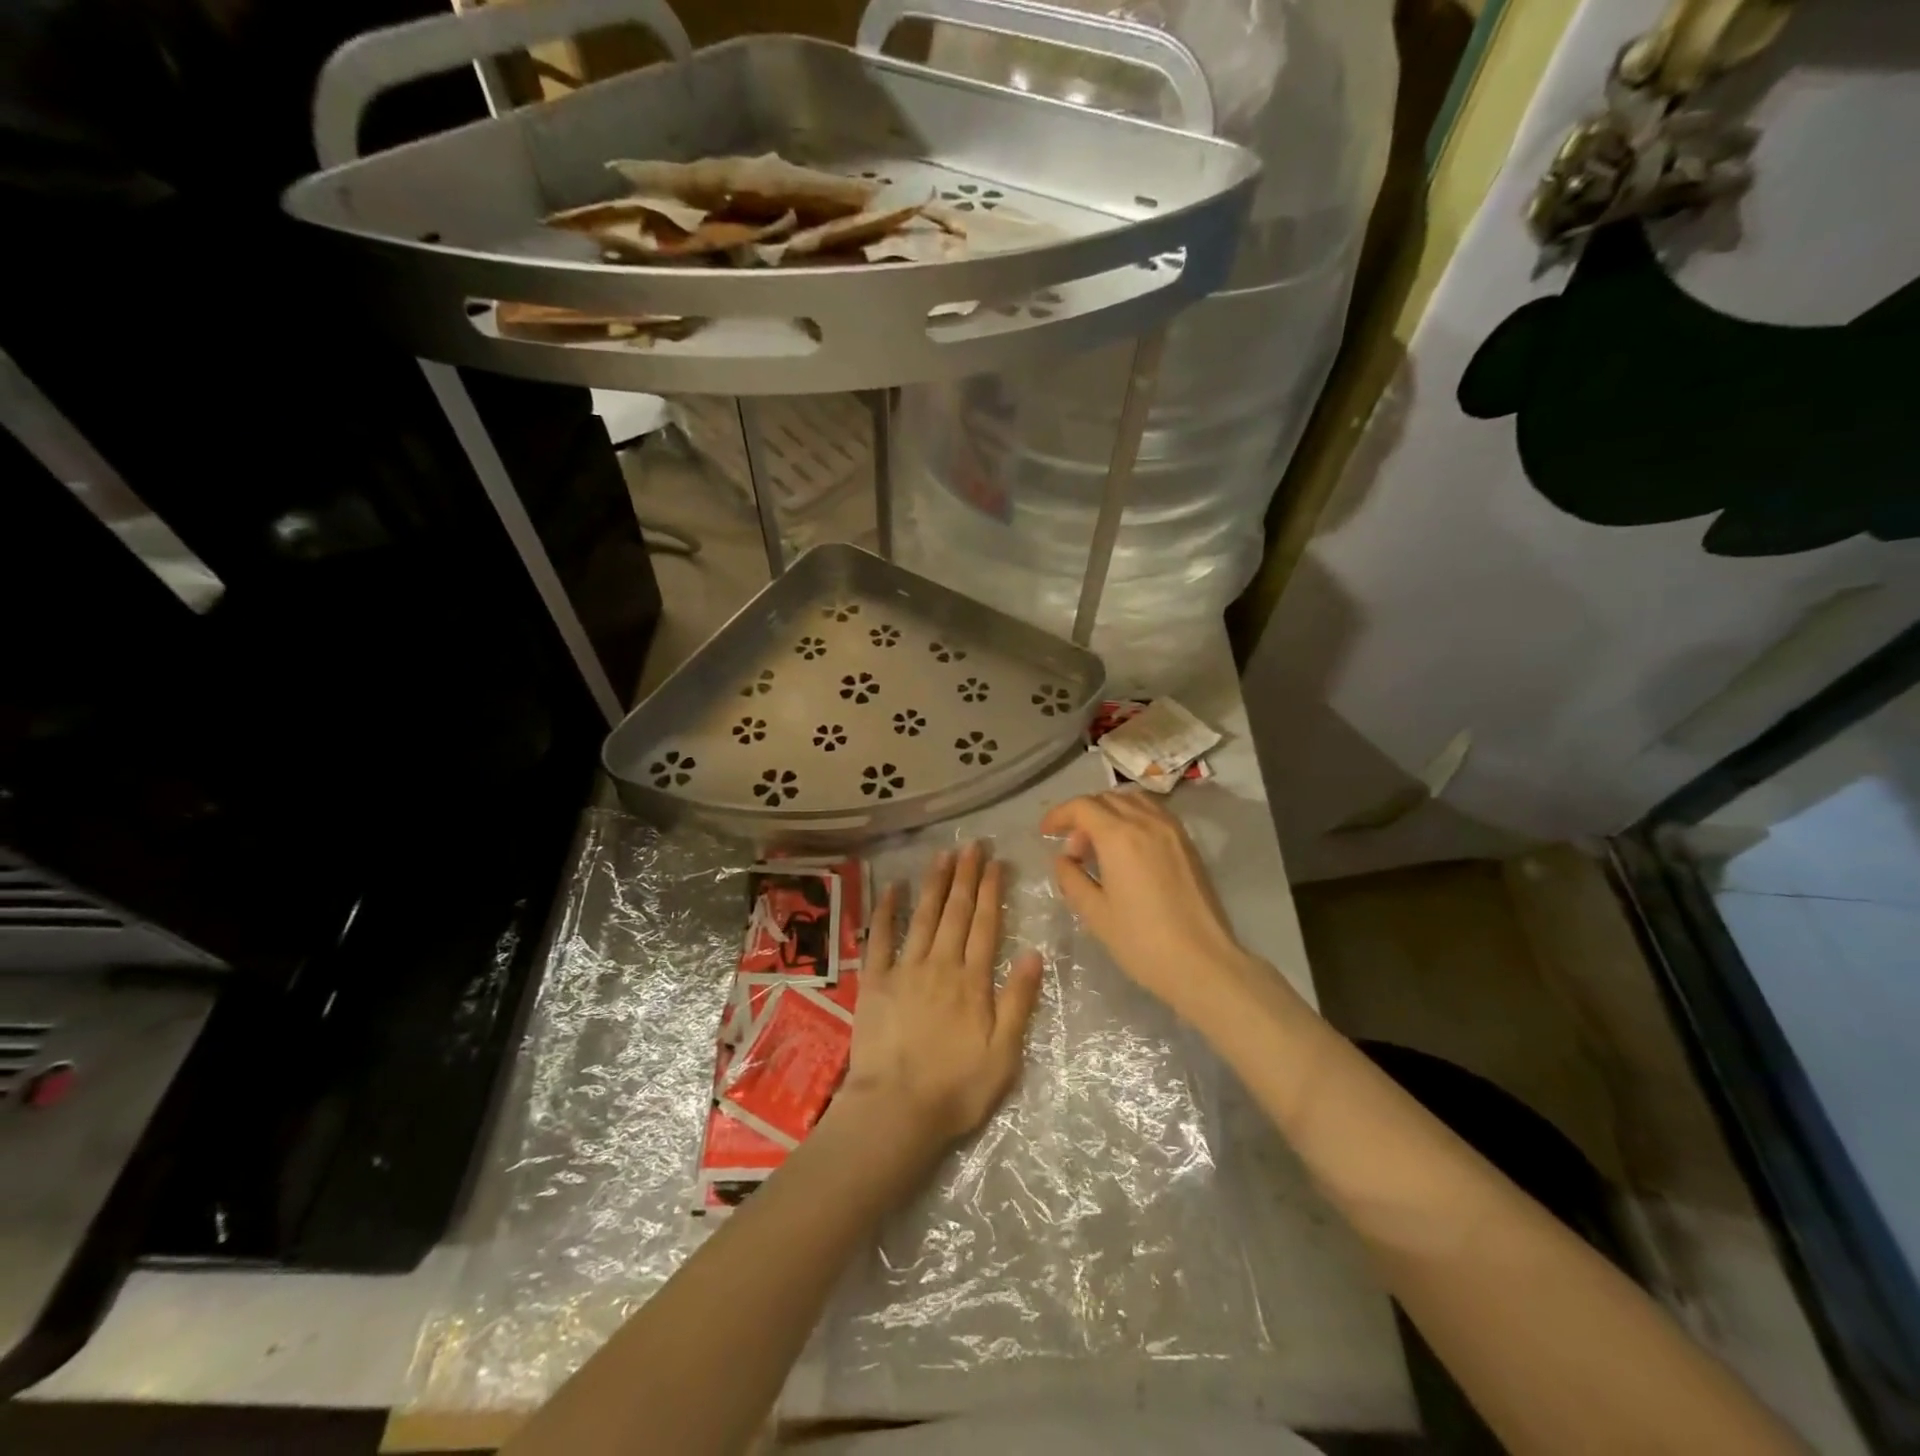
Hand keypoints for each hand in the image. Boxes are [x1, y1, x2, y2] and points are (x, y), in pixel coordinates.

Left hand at [842, 842, 1043, 1145]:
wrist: (896, 1110)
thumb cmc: (956, 1088)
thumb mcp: (1004, 1053)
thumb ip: (1018, 1001)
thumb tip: (1034, 953)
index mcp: (972, 980)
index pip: (986, 924)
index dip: (992, 891)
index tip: (997, 862)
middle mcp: (940, 964)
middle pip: (956, 912)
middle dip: (966, 876)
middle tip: (972, 845)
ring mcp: (905, 969)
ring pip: (924, 916)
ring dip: (935, 883)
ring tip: (943, 855)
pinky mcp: (874, 981)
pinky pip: (880, 938)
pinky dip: (886, 910)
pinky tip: (892, 887)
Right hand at [1040, 791, 1263, 1021]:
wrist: (1202, 963)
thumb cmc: (1142, 941)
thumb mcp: (1095, 913)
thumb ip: (1072, 879)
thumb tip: (1064, 860)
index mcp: (1119, 836)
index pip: (1082, 807)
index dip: (1059, 815)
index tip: (1045, 832)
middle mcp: (1146, 822)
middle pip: (1106, 799)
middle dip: (1082, 816)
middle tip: (1073, 849)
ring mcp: (1172, 830)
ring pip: (1133, 800)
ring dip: (1109, 811)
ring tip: (1100, 843)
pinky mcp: (1188, 843)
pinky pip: (1154, 813)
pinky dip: (1133, 817)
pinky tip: (1128, 848)